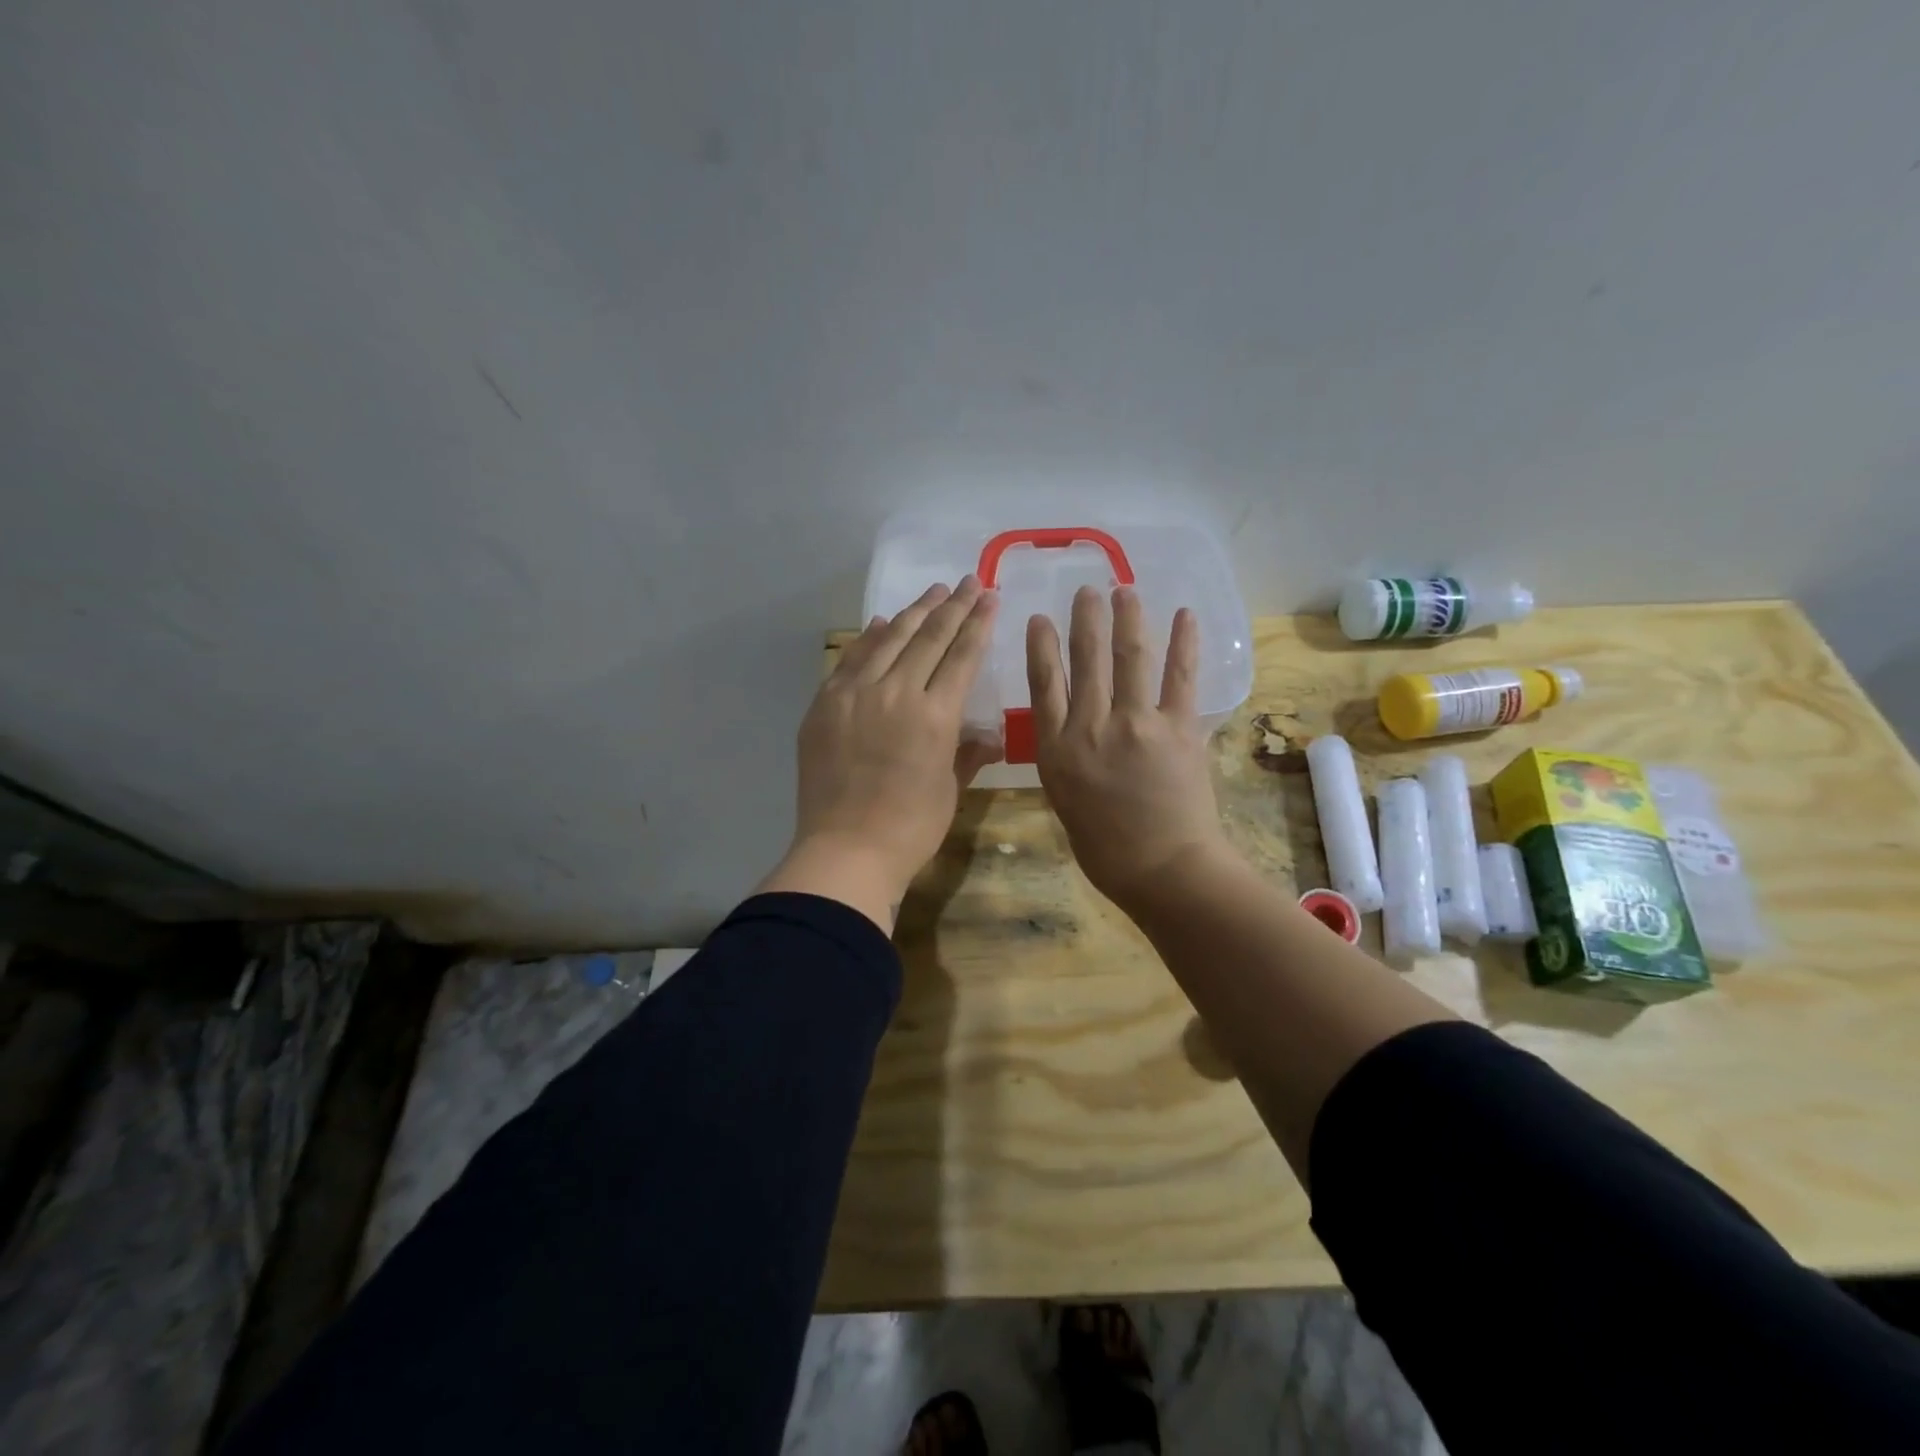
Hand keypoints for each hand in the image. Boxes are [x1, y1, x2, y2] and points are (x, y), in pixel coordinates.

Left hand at [759, 576, 1001, 931]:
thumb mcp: (950, 790)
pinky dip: (868, 639)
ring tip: (933, 593)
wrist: (845, 851)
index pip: (961, 656)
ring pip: (888, 640)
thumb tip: (986, 733)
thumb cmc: (910, 829)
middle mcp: (895, 693)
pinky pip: (850, 660)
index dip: (978, 624)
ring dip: (913, 613)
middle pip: (928, 638)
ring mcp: (854, 695)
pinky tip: (880, 624)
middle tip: (969, 582)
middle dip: (952, 607)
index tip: (989, 597)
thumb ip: (967, 752)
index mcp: (935, 715)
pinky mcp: (824, 705)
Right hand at [1026, 585, 1232, 914]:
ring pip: (1128, 658)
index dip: (1040, 646)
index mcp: (1057, 749)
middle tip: (1086, 590)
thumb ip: (1064, 757)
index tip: (1040, 617)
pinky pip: (1180, 677)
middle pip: (1084, 660)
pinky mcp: (1179, 728)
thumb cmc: (1105, 847)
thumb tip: (1073, 727)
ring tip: (1123, 590)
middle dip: (1084, 619)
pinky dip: (1183, 643)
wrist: (1161, 869)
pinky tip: (1183, 615)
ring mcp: (1136, 724)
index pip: (1044, 684)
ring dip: (1126, 618)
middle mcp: (1091, 727)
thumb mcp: (1064, 800)